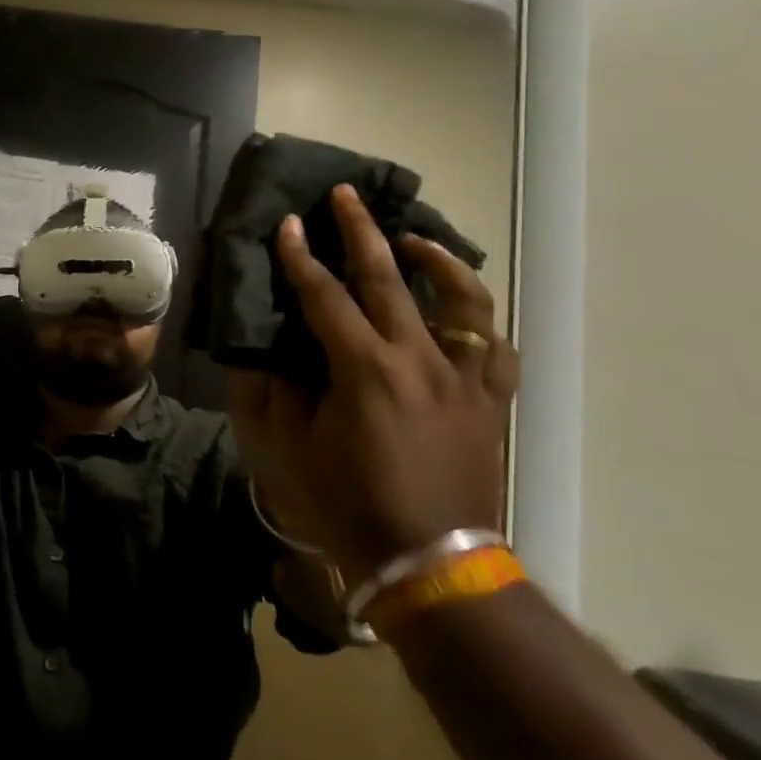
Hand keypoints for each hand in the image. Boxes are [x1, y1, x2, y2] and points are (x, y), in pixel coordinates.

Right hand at [224, 184, 516, 584]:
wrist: (432, 565)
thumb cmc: (349, 506)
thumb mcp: (290, 449)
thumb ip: (273, 389)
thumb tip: (265, 347)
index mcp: (364, 369)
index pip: (324, 295)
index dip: (300, 257)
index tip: (287, 225)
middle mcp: (418, 359)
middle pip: (389, 277)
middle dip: (361, 230)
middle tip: (346, 194)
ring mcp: (463, 378)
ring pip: (462, 300)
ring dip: (436, 260)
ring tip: (414, 240)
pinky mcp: (489, 401)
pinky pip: (495, 348)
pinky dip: (477, 319)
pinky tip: (458, 309)